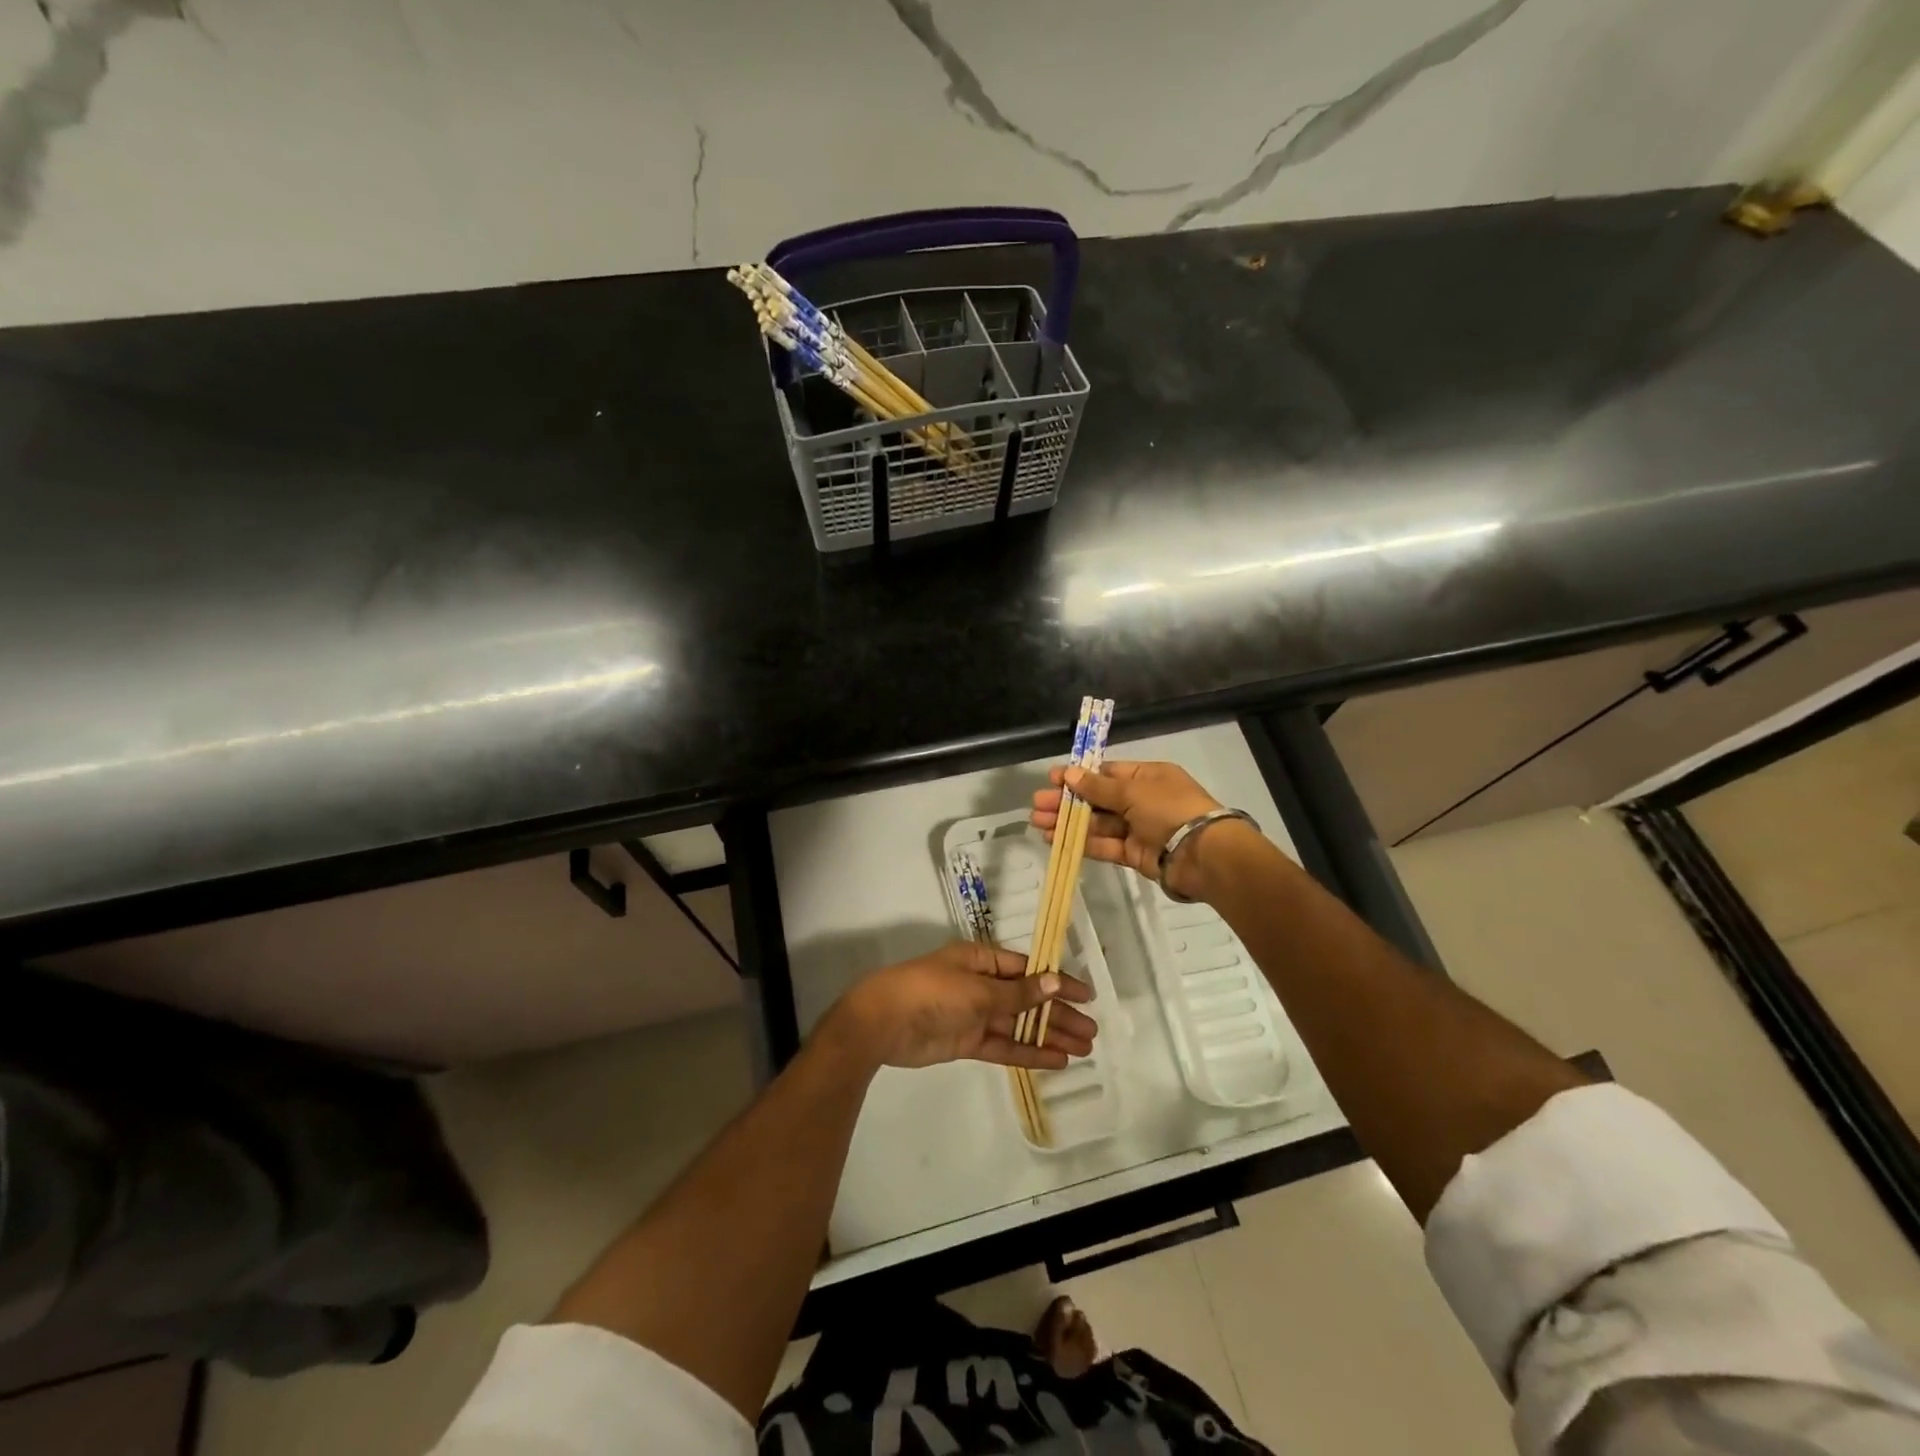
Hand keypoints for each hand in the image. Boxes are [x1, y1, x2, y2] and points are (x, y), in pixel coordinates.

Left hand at [824, 942, 1097, 1071]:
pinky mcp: (966, 1041)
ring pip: (1019, 1025)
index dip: (1058, 983)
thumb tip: (1056, 981)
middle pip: (1028, 999)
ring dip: (1049, 1035)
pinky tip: (1056, 1060)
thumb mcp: (978, 989)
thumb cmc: (932, 991)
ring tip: (1083, 1049)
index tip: (1087, 996)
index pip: (1029, 970)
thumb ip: (1019, 993)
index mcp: (982, 960)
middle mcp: (981, 984)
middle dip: (1059, 1014)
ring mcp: (974, 1014)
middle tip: (1092, 1031)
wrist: (883, 1021)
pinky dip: (1028, 1052)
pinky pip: (1004, 1045)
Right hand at [1030, 760, 1230, 899]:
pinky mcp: (1135, 854)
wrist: (1202, 853)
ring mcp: (1138, 828)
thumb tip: (1070, 773)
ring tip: (1038, 823)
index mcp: (1147, 777)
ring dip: (1068, 823)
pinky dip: (1081, 842)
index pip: (1107, 773)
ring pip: (1097, 823)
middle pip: (1098, 799)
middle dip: (1067, 801)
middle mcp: (1142, 800)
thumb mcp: (1132, 791)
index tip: (1052, 779)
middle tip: (1037, 804)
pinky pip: (1104, 845)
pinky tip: (1056, 840)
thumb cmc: (1169, 809)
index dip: (1079, 776)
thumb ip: (1098, 787)